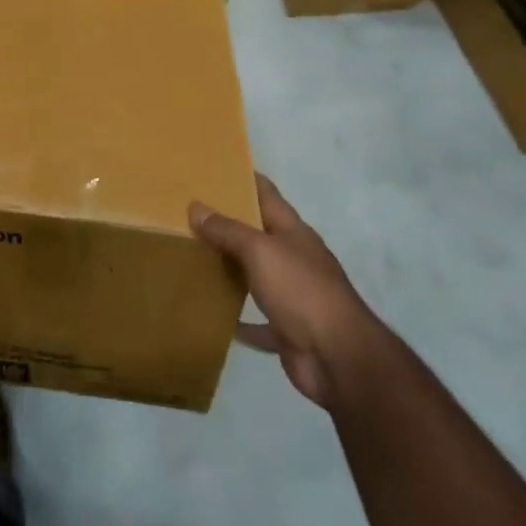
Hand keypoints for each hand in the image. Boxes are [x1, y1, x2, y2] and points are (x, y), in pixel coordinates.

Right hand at [189, 175, 379, 406]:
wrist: (338, 357)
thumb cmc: (301, 291)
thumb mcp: (261, 251)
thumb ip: (228, 230)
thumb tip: (196, 207)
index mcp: (293, 233)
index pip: (266, 194)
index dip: (243, 178)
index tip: (213, 168)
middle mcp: (294, 259)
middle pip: (258, 234)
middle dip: (228, 224)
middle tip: (188, 214)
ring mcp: (292, 296)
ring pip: (255, 276)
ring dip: (230, 269)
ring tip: (192, 258)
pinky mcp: (286, 330)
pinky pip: (256, 322)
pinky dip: (237, 319)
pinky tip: (212, 315)